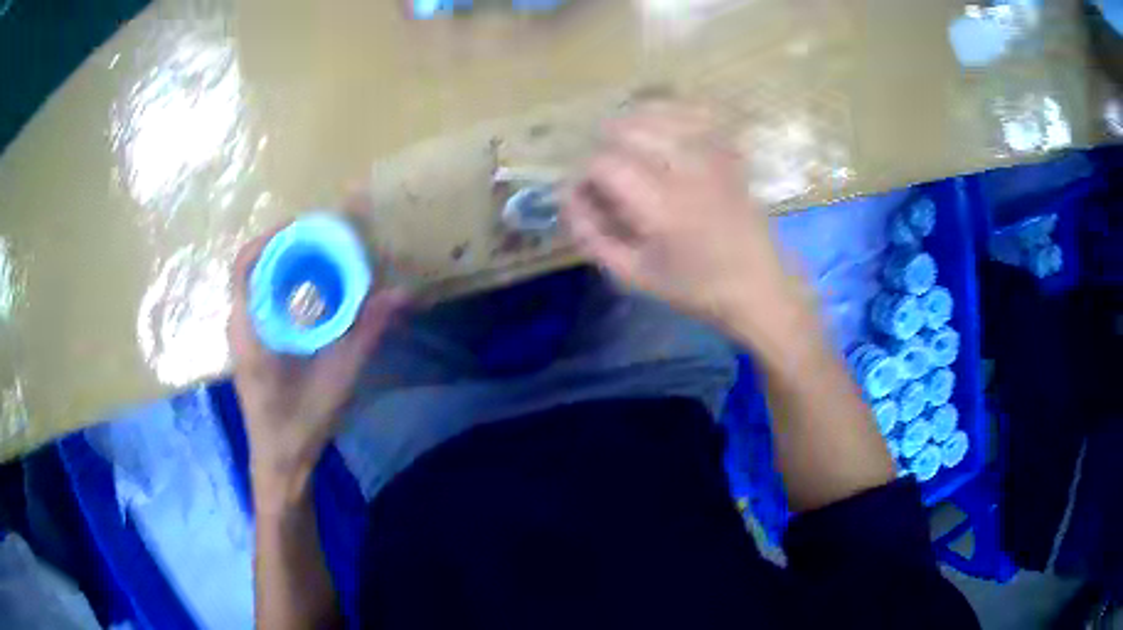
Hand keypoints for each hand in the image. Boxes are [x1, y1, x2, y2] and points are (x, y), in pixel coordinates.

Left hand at [228, 222, 408, 501]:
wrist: (280, 464)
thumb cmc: (301, 425)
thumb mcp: (337, 378)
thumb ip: (367, 333)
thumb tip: (402, 294)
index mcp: (250, 331)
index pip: (245, 265)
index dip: (270, 237)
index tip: (304, 226)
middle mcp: (240, 327)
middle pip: (250, 268)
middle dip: (281, 246)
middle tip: (319, 238)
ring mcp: (243, 337)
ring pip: (254, 283)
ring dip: (280, 264)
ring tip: (316, 255)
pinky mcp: (250, 346)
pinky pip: (259, 300)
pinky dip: (280, 284)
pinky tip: (307, 290)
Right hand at [562, 103, 809, 347]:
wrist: (759, 286)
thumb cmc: (695, 288)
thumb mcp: (633, 275)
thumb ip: (592, 236)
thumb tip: (567, 199)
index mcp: (660, 205)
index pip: (603, 163)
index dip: (583, 175)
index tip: (585, 195)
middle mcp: (685, 170)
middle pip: (627, 128)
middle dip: (604, 145)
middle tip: (603, 172)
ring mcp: (711, 156)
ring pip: (660, 113)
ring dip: (632, 123)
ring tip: (625, 144)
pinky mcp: (728, 153)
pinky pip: (696, 113)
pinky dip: (672, 112)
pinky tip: (662, 126)